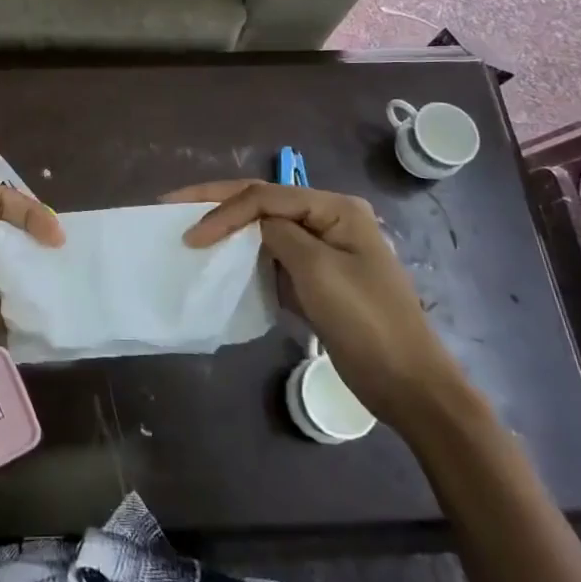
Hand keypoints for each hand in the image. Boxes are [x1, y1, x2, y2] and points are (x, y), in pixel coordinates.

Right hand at [165, 181, 469, 427]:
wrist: (408, 385)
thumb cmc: (366, 322)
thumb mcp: (319, 271)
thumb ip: (279, 235)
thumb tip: (253, 224)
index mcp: (335, 209)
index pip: (266, 196)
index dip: (224, 211)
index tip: (190, 236)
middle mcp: (328, 220)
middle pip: (263, 202)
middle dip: (218, 203)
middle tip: (172, 203)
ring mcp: (321, 250)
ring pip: (263, 229)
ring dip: (228, 229)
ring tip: (188, 228)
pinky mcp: (314, 280)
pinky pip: (272, 258)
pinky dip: (244, 258)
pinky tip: (219, 261)